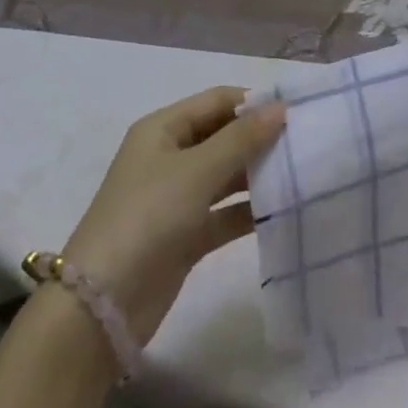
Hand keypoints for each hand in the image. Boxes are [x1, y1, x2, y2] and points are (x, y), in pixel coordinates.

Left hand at [59, 88, 285, 344]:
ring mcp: (177, 198)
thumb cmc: (148, 218)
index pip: (217, 101)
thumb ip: (241, 139)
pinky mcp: (185, 235)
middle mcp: (169, 157)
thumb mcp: (197, 172)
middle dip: (260, 139)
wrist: (102, 306)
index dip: (254, 103)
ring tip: (302, 175)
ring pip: (226, 176)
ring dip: (258, 175)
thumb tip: (280, 107)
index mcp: (163, 129)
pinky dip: (249, 211)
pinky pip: (224, 213)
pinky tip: (284, 212)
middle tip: (305, 144)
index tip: (297, 112)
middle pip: (223, 136)